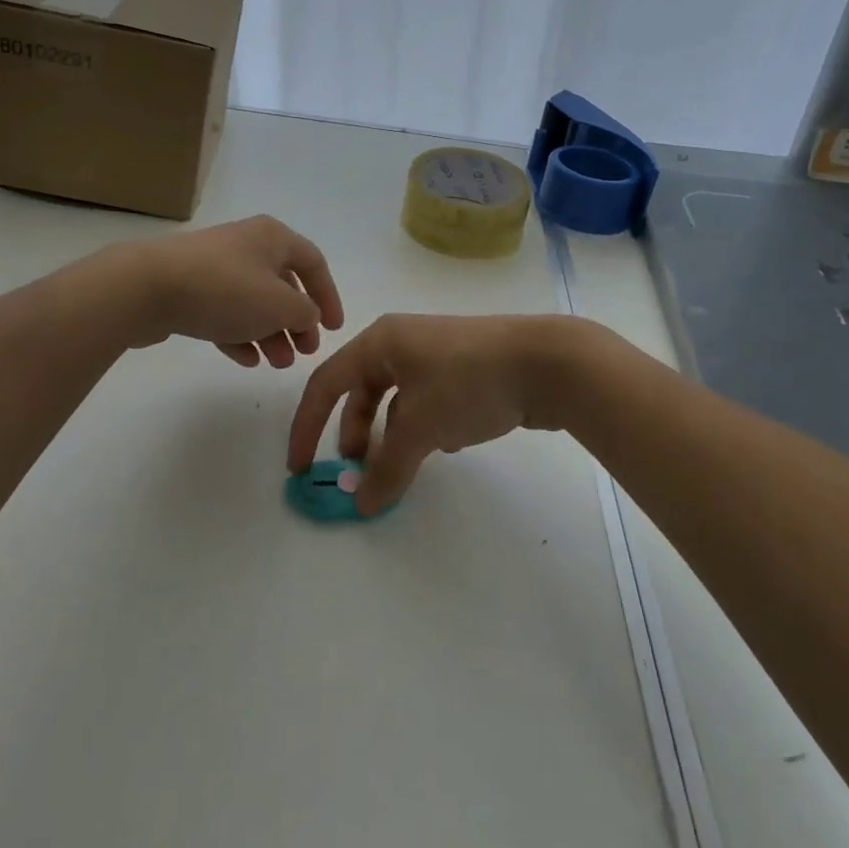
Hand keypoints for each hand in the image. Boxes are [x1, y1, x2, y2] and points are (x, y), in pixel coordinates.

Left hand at [125, 215, 343, 367]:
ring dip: (271, 333)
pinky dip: (241, 334)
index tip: (334, 329)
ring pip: (254, 302)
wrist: (147, 287)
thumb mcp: (280, 305)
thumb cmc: (226, 289)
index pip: (314, 263)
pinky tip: (247, 360)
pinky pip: (225, 312)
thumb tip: (307, 316)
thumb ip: (305, 313)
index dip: (329, 296)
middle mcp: (246, 245)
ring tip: (277, 363)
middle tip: (304, 351)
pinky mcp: (190, 289)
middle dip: (297, 320)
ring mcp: (215, 267)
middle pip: (283, 284)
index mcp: (273, 238)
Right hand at [287, 313, 573, 514]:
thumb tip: (362, 505)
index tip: (300, 469)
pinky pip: (425, 403)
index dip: (307, 427)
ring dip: (389, 436)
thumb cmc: (469, 382)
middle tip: (357, 472)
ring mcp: (435, 356)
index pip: (326, 384)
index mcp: (380, 342)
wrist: (547, 362)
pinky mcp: (463, 371)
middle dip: (353, 433)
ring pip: (396, 401)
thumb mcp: (421, 426)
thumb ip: (387, 468)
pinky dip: (422, 428)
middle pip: (360, 392)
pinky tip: (442, 447)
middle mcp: (402, 343)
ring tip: (397, 469)